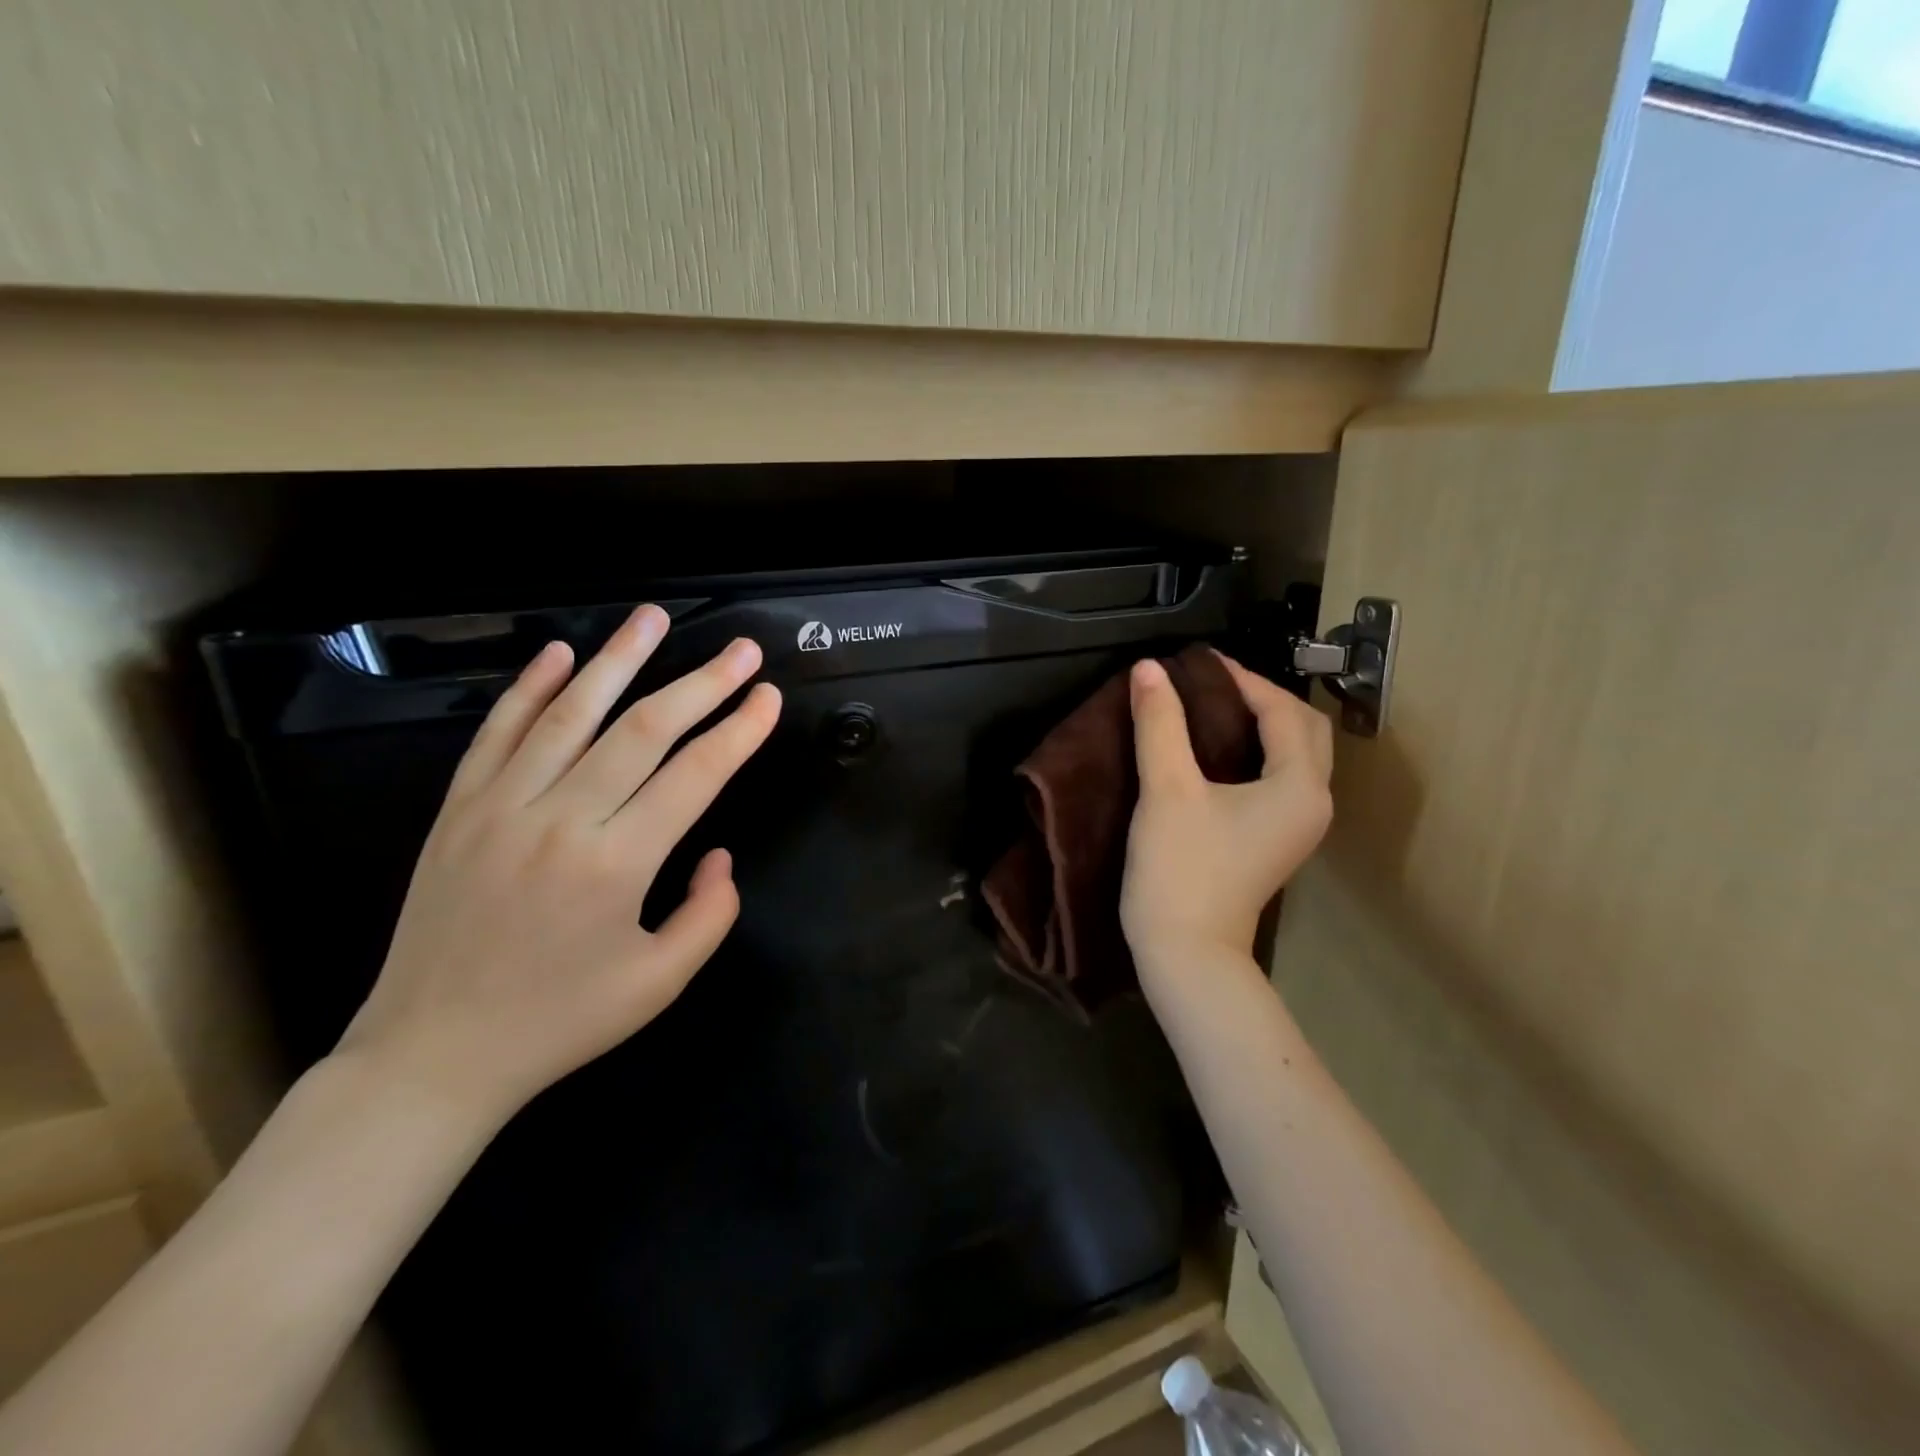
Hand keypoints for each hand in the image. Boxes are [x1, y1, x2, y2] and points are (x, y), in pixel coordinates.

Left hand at [337, 604, 781, 1127]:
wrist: (432, 1055)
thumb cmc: (559, 1023)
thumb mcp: (659, 983)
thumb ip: (709, 913)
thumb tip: (719, 854)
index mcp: (617, 864)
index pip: (695, 775)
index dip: (739, 731)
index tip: (768, 697)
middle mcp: (560, 820)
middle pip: (643, 730)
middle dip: (702, 683)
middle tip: (741, 650)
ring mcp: (501, 807)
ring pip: (570, 714)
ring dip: (618, 660)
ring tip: (653, 617)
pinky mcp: (458, 810)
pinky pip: (497, 733)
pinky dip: (529, 689)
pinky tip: (560, 654)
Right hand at [1120, 652, 1332, 972]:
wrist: (1187, 953)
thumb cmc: (1181, 869)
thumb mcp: (1167, 789)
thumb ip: (1160, 724)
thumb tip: (1149, 669)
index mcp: (1300, 785)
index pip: (1282, 710)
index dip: (1241, 679)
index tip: (1195, 663)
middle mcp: (1313, 802)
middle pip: (1303, 730)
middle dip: (1262, 698)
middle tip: (1210, 683)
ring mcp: (1297, 826)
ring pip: (1294, 755)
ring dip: (1262, 724)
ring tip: (1211, 706)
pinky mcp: (1275, 841)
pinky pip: (1279, 778)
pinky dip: (1256, 752)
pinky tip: (1216, 749)